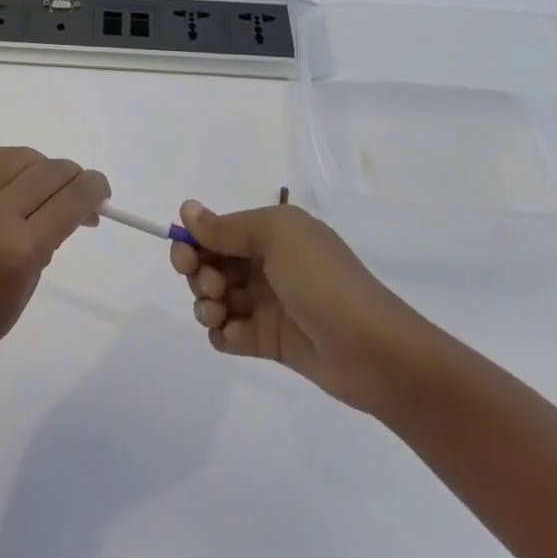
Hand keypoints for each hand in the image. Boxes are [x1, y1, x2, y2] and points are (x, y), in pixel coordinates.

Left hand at [0, 148, 108, 402]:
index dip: (93, 188)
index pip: (71, 199)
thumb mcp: (26, 287)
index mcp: (19, 250)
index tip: (101, 190)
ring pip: (15, 156)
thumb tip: (69, 206)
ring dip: (38, 165)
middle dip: (71, 176)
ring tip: (43, 184)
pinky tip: (12, 178)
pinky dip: (5, 164)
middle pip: (46, 171)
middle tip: (77, 189)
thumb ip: (49, 240)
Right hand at [171, 200, 433, 415]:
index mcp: (272, 233)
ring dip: (206, 305)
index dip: (194, 241)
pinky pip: (229, 335)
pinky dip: (223, 335)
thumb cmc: (322, 280)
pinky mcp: (268, 342)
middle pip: (210, 264)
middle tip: (213, 287)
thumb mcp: (276, 237)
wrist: (371, 349)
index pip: (217, 231)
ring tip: (221, 313)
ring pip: (215, 299)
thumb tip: (186, 208)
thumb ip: (227, 227)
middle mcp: (266, 264)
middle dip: (199, 274)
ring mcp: (267, 304)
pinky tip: (234, 337)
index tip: (184, 256)